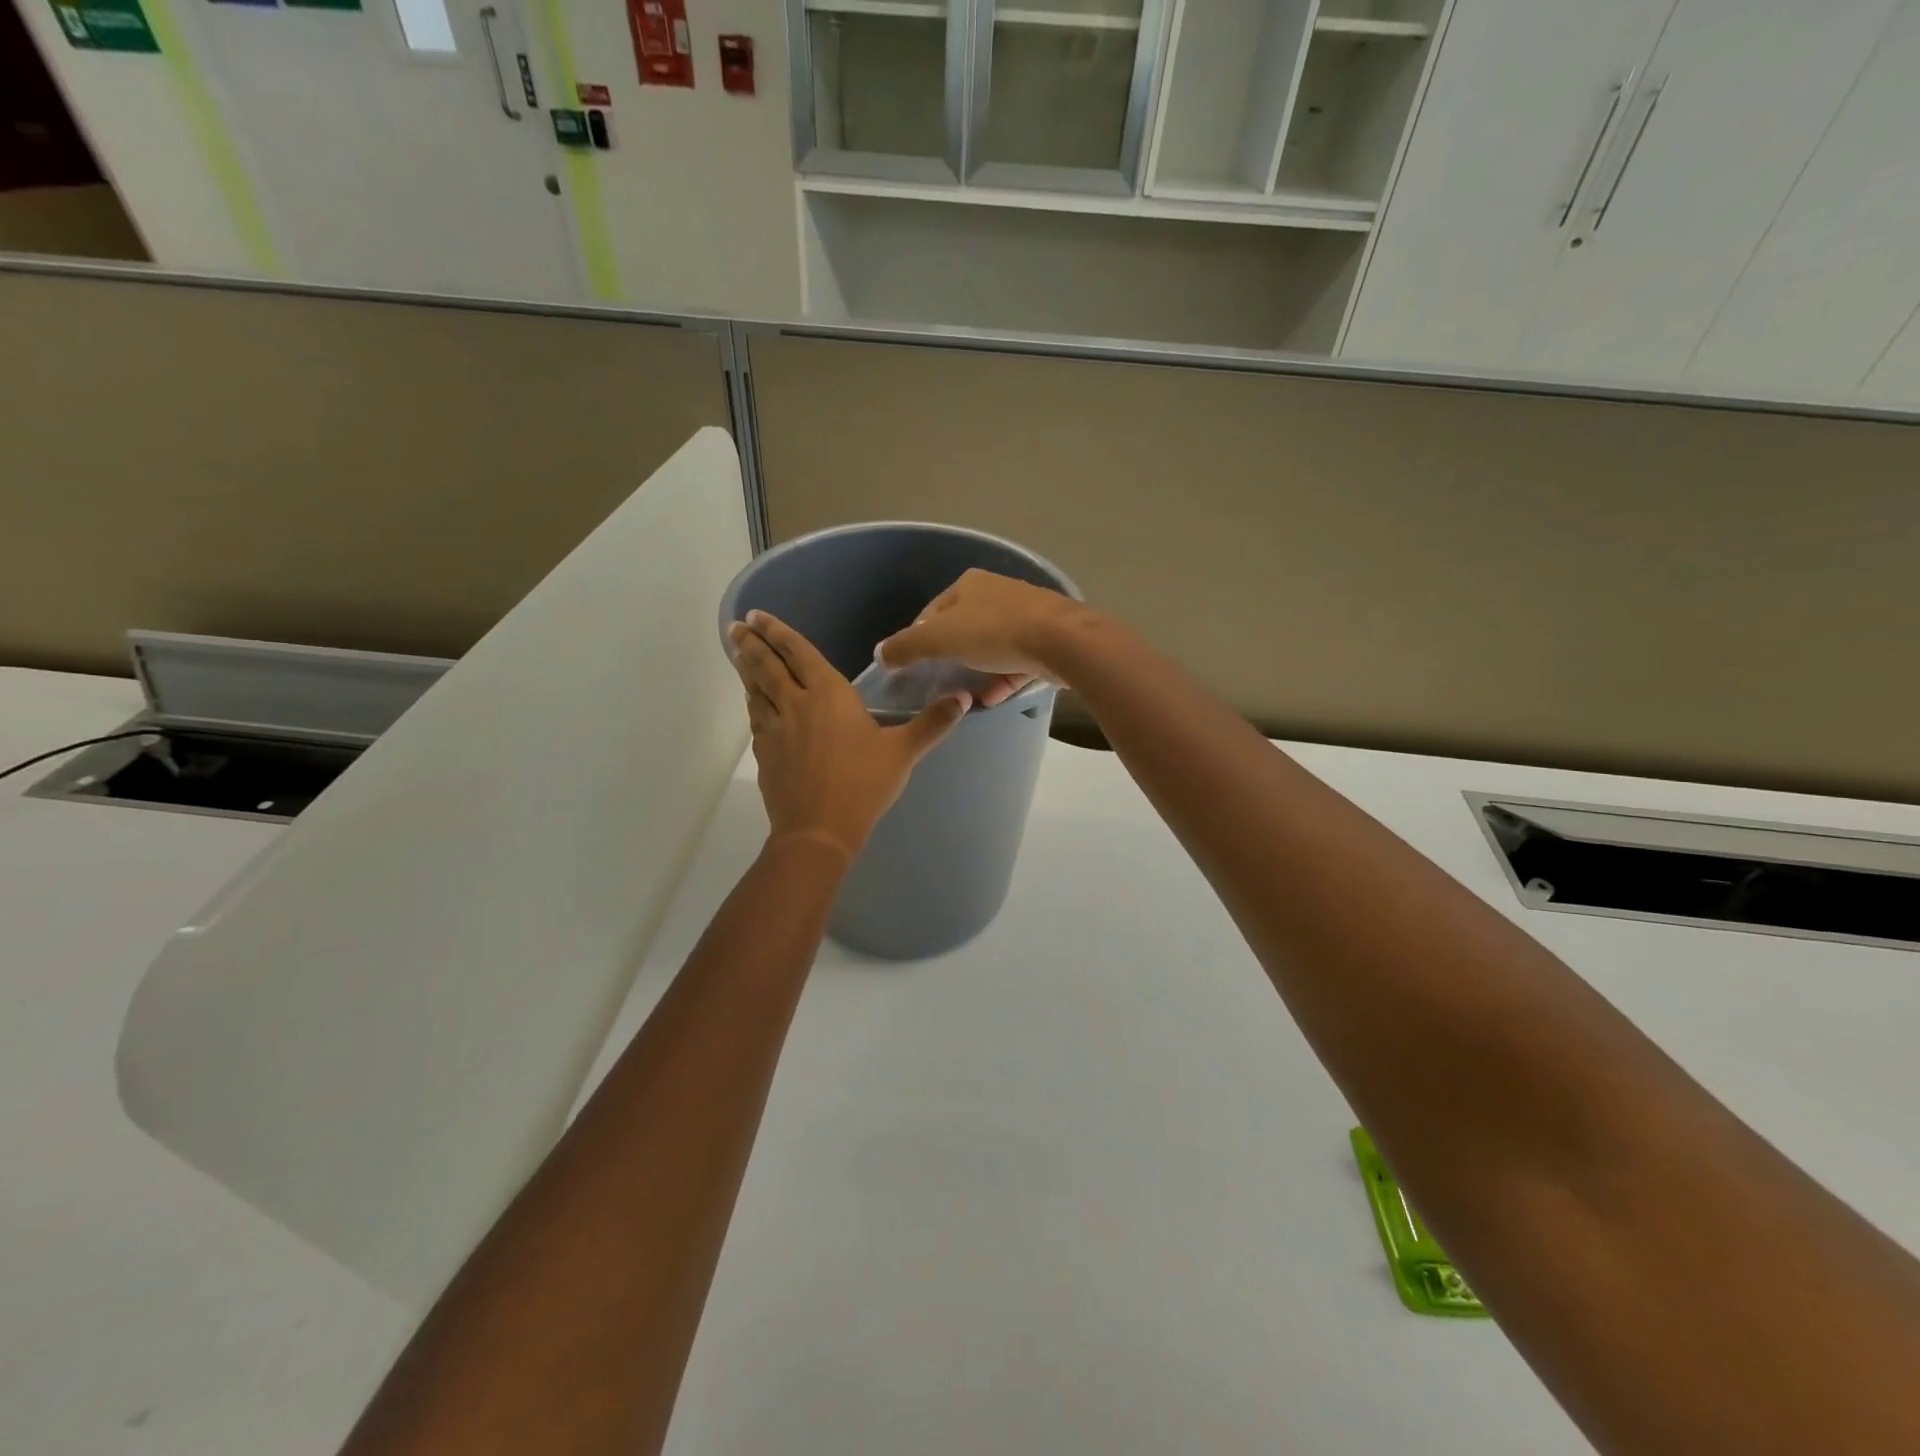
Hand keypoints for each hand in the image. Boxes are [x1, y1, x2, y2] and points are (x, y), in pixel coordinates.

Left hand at [729, 611, 969, 860]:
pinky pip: (756, 718)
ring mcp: (775, 729)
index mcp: (829, 694)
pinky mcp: (765, 753)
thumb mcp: (904, 752)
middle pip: (768, 666)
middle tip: (736, 625)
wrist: (818, 830)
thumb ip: (933, 724)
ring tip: (738, 652)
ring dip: (747, 668)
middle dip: (752, 643)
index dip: (778, 632)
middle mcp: (796, 704)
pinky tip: (754, 702)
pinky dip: (752, 702)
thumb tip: (964, 698)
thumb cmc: (863, 784)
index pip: (799, 653)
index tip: (756, 615)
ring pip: (757, 689)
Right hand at [877, 569, 1098, 706]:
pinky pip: (1017, 662)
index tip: (912, 665)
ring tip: (964, 696)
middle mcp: (998, 593)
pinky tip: (992, 699)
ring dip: (977, 671)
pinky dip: (1003, 679)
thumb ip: (907, 646)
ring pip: (992, 647)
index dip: (918, 638)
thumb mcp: (939, 639)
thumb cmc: (994, 632)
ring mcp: (1027, 615)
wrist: (1061, 641)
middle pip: (964, 628)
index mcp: (970, 584)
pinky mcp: (1047, 639)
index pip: (933, 611)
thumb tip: (880, 653)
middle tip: (938, 682)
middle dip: (950, 656)